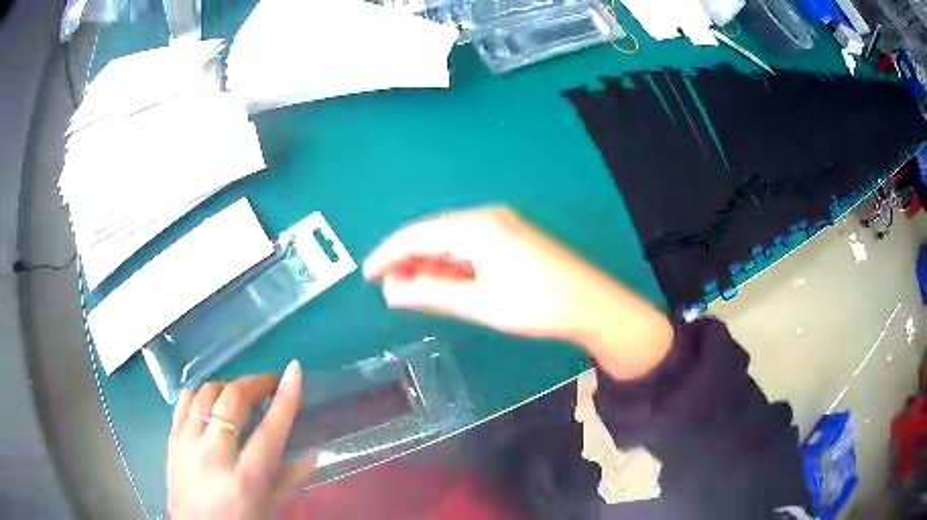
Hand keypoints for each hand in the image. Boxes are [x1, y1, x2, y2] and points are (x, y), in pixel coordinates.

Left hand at [167, 361, 313, 519]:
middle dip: (255, 383)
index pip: (270, 430)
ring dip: (228, 385)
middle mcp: (214, 454)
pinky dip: (202, 391)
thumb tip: (314, 450)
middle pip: (233, 400)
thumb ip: (291, 478)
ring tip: (240, 394)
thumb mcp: (270, 507)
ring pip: (206, 392)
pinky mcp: (172, 437)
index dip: (285, 398)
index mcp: (246, 479)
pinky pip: (185, 398)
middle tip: (268, 384)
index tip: (295, 370)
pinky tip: (212, 400)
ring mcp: (188, 442)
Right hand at [363, 207, 672, 379]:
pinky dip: (449, 265)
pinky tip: (438, 281)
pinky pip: (468, 248)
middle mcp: (485, 218)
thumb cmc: (535, 305)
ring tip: (404, 287)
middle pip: (433, 234)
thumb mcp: (479, 302)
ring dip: (427, 263)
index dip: (388, 253)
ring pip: (450, 241)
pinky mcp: (510, 240)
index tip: (367, 274)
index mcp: (476, 227)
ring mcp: (500, 227)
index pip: (418, 234)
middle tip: (384, 285)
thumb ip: (431, 294)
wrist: (591, 305)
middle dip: (406, 259)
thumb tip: (391, 292)